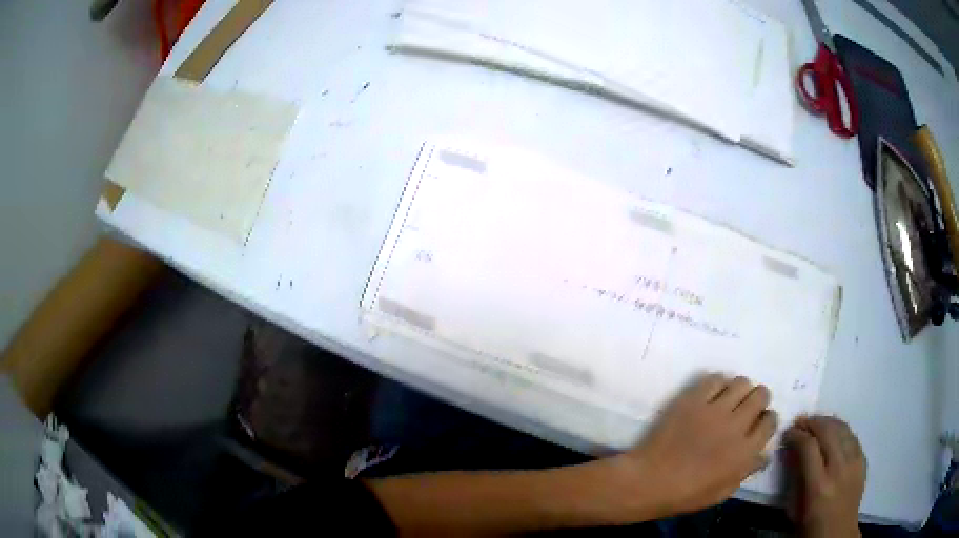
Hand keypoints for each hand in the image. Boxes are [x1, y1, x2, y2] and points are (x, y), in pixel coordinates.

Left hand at [606, 374, 776, 518]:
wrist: (649, 481)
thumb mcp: (722, 492)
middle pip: (761, 395)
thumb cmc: (685, 495)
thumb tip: (764, 455)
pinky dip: (718, 384)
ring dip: (740, 390)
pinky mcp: (693, 399)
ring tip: (729, 401)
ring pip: (742, 382)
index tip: (758, 424)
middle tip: (746, 409)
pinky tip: (711, 395)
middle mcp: (736, 425)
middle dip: (758, 400)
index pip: (770, 421)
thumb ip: (746, 470)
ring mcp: (714, 409)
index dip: (766, 421)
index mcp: (746, 451)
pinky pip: (715, 379)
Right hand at [784, 416, 865, 537]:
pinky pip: (852, 436)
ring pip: (843, 429)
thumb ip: (796, 478)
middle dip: (812, 422)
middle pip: (828, 431)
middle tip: (800, 421)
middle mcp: (839, 469)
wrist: (838, 533)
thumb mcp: (796, 508)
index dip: (797, 435)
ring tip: (816, 423)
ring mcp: (854, 463)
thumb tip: (792, 452)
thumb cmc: (810, 525)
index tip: (788, 432)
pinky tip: (833, 433)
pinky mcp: (863, 460)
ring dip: (827, 422)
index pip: (809, 447)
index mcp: (818, 486)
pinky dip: (841, 430)